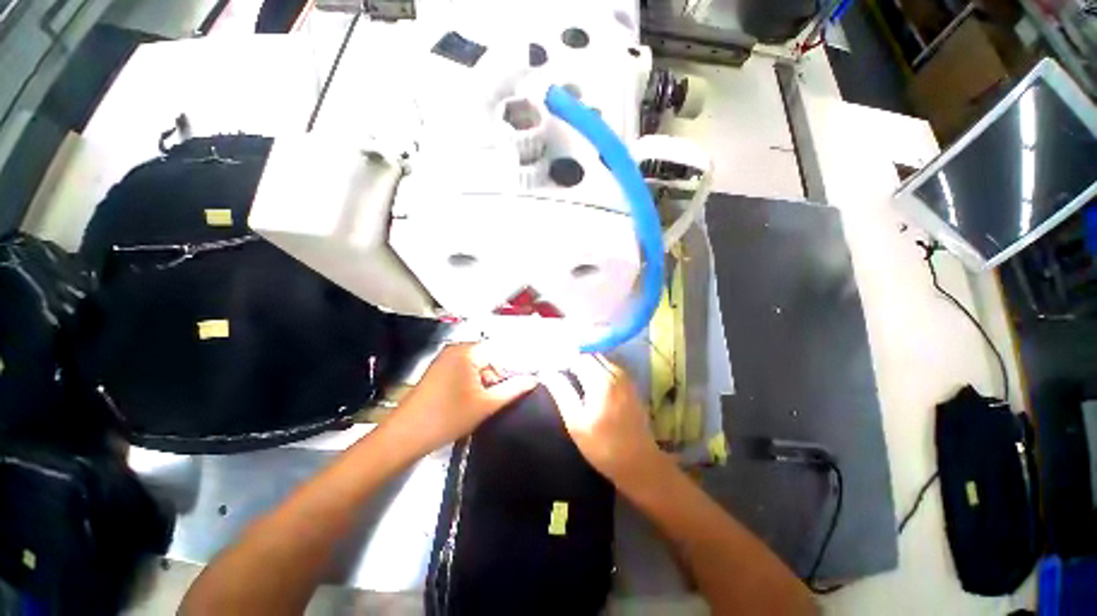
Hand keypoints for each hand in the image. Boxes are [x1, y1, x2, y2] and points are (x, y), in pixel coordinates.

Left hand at [392, 342, 537, 452]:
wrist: (404, 437)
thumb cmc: (447, 417)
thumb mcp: (486, 404)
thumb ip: (513, 389)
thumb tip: (533, 380)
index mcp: (467, 351)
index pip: (501, 352)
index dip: (514, 368)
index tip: (523, 384)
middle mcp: (456, 350)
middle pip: (489, 358)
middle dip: (500, 376)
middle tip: (505, 397)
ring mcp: (445, 360)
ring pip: (478, 366)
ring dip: (487, 382)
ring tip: (491, 402)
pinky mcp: (439, 372)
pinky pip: (465, 372)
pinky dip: (474, 384)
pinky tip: (475, 401)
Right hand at [541, 355, 663, 487]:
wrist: (639, 463)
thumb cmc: (602, 446)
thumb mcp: (575, 422)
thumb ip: (562, 392)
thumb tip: (547, 372)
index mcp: (601, 380)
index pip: (578, 357)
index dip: (563, 359)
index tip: (552, 367)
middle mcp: (615, 373)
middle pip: (591, 354)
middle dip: (575, 358)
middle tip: (561, 371)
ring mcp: (626, 378)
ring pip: (602, 359)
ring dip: (587, 362)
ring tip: (573, 375)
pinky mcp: (631, 385)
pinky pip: (611, 366)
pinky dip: (599, 367)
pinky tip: (591, 381)